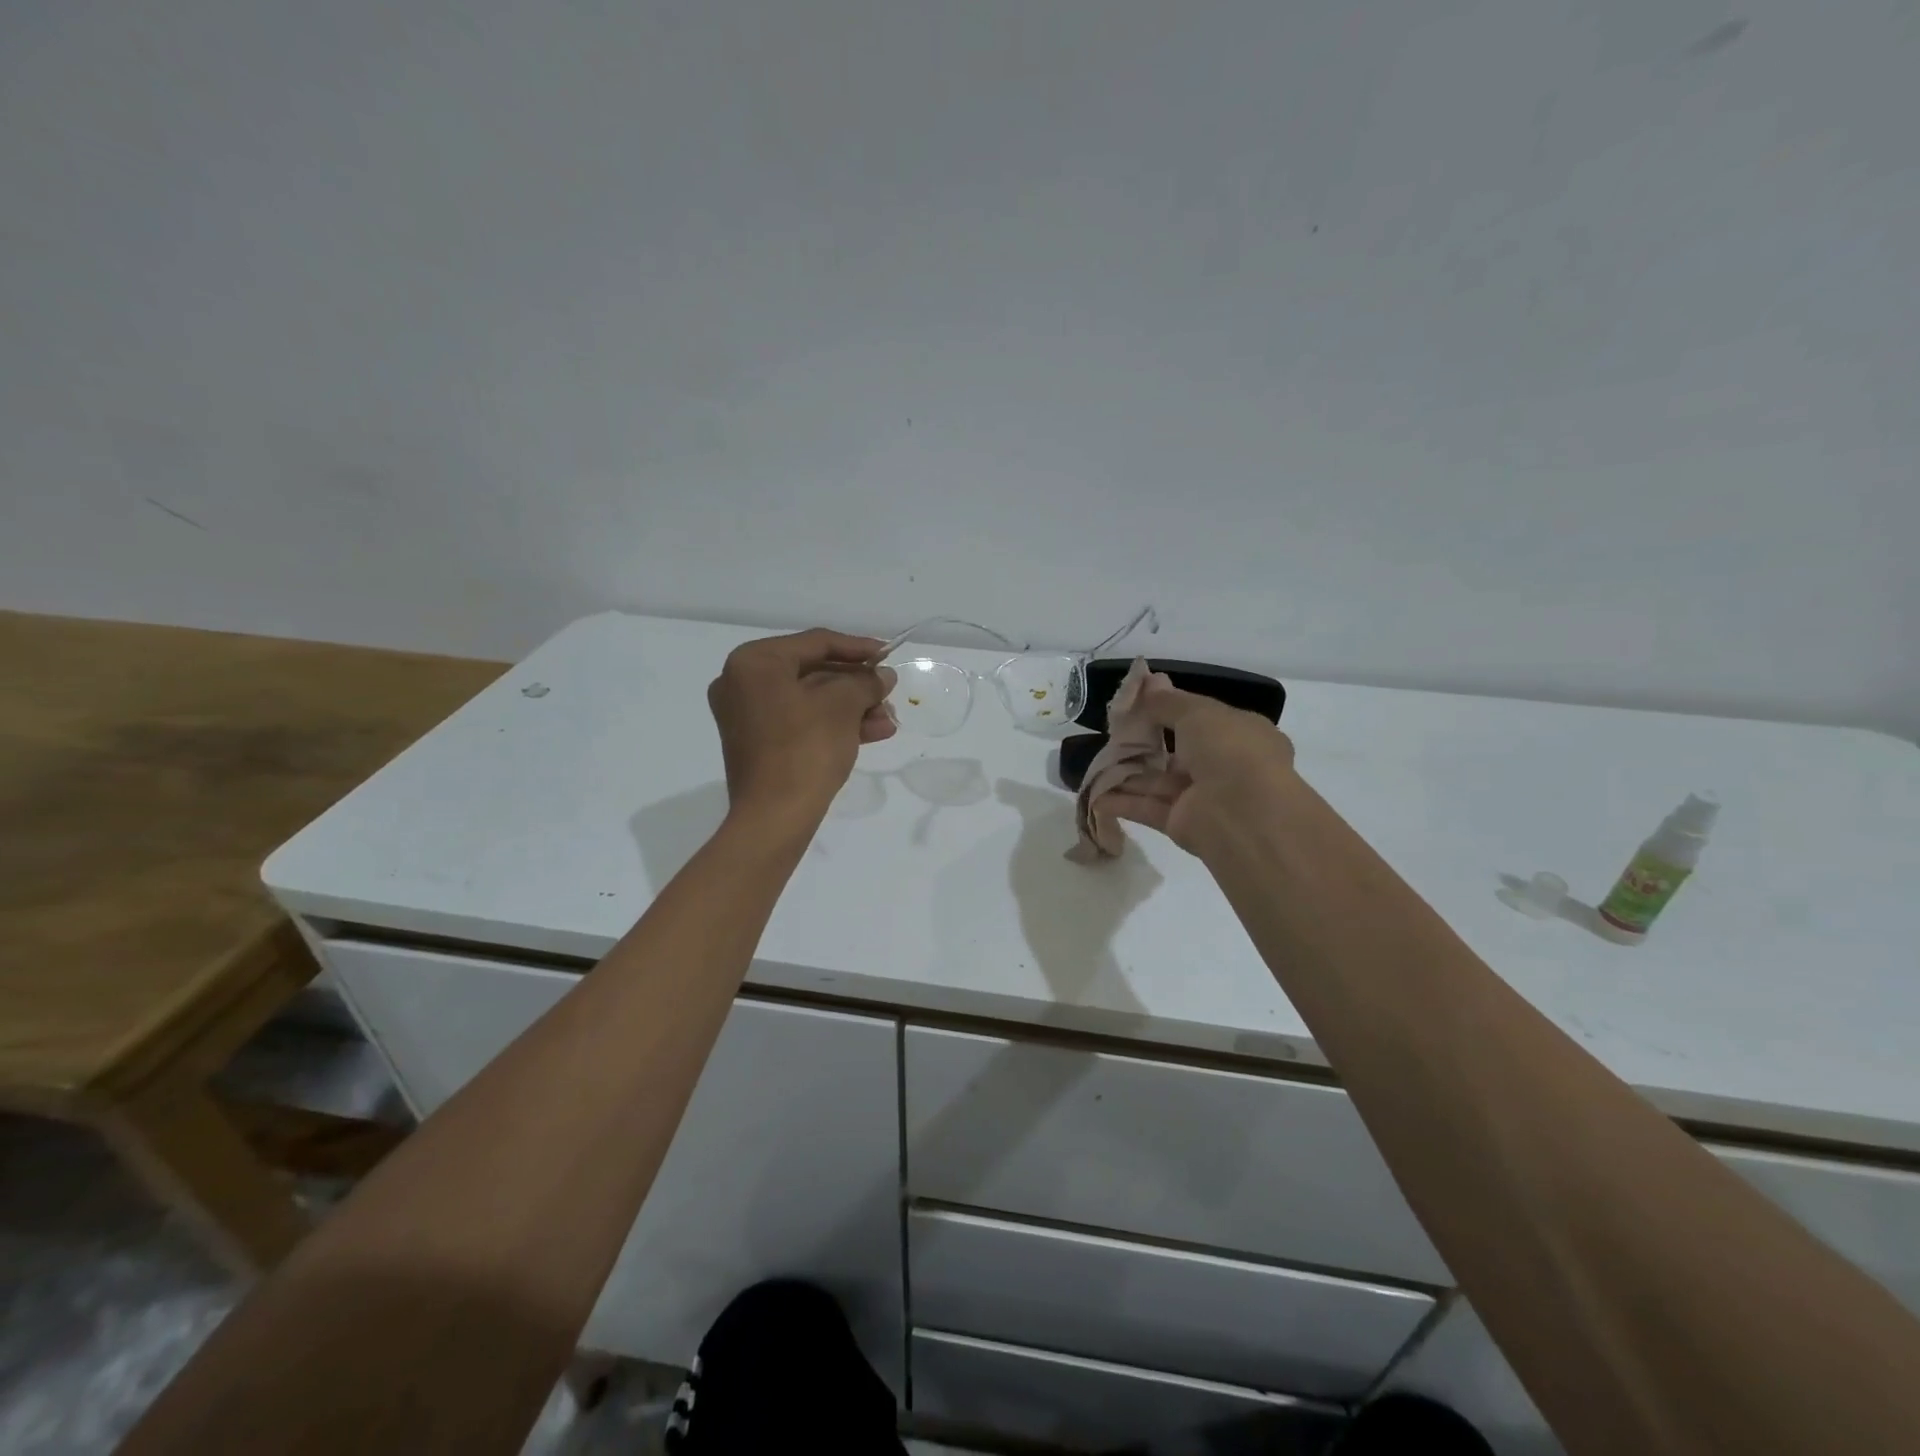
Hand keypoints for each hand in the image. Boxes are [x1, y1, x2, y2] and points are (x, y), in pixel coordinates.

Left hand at [707, 629, 896, 825]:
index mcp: (754, 662)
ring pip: (810, 700)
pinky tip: (873, 733)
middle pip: (813, 672)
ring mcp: (747, 716)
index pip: (816, 642)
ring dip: (852, 708)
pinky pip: (801, 722)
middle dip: (857, 685)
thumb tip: (883, 676)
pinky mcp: (758, 744)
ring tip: (889, 720)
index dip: (858, 647)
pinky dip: (834, 725)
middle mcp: (742, 683)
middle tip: (889, 693)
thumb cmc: (805, 748)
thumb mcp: (842, 706)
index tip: (889, 655)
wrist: (775, 817)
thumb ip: (865, 681)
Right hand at [1101, 678, 1295, 855]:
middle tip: (1114, 733)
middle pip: (1178, 752)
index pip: (1204, 720)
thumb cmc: (1229, 749)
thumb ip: (1168, 702)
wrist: (1242, 813)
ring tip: (1097, 761)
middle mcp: (1225, 766)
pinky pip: (1148, 807)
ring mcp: (1204, 797)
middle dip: (1146, 743)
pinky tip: (1095, 794)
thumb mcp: (1197, 712)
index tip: (1141, 704)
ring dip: (1129, 772)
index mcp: (1242, 735)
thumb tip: (1148, 687)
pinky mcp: (1182, 824)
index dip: (1173, 711)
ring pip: (1159, 781)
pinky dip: (1123, 801)